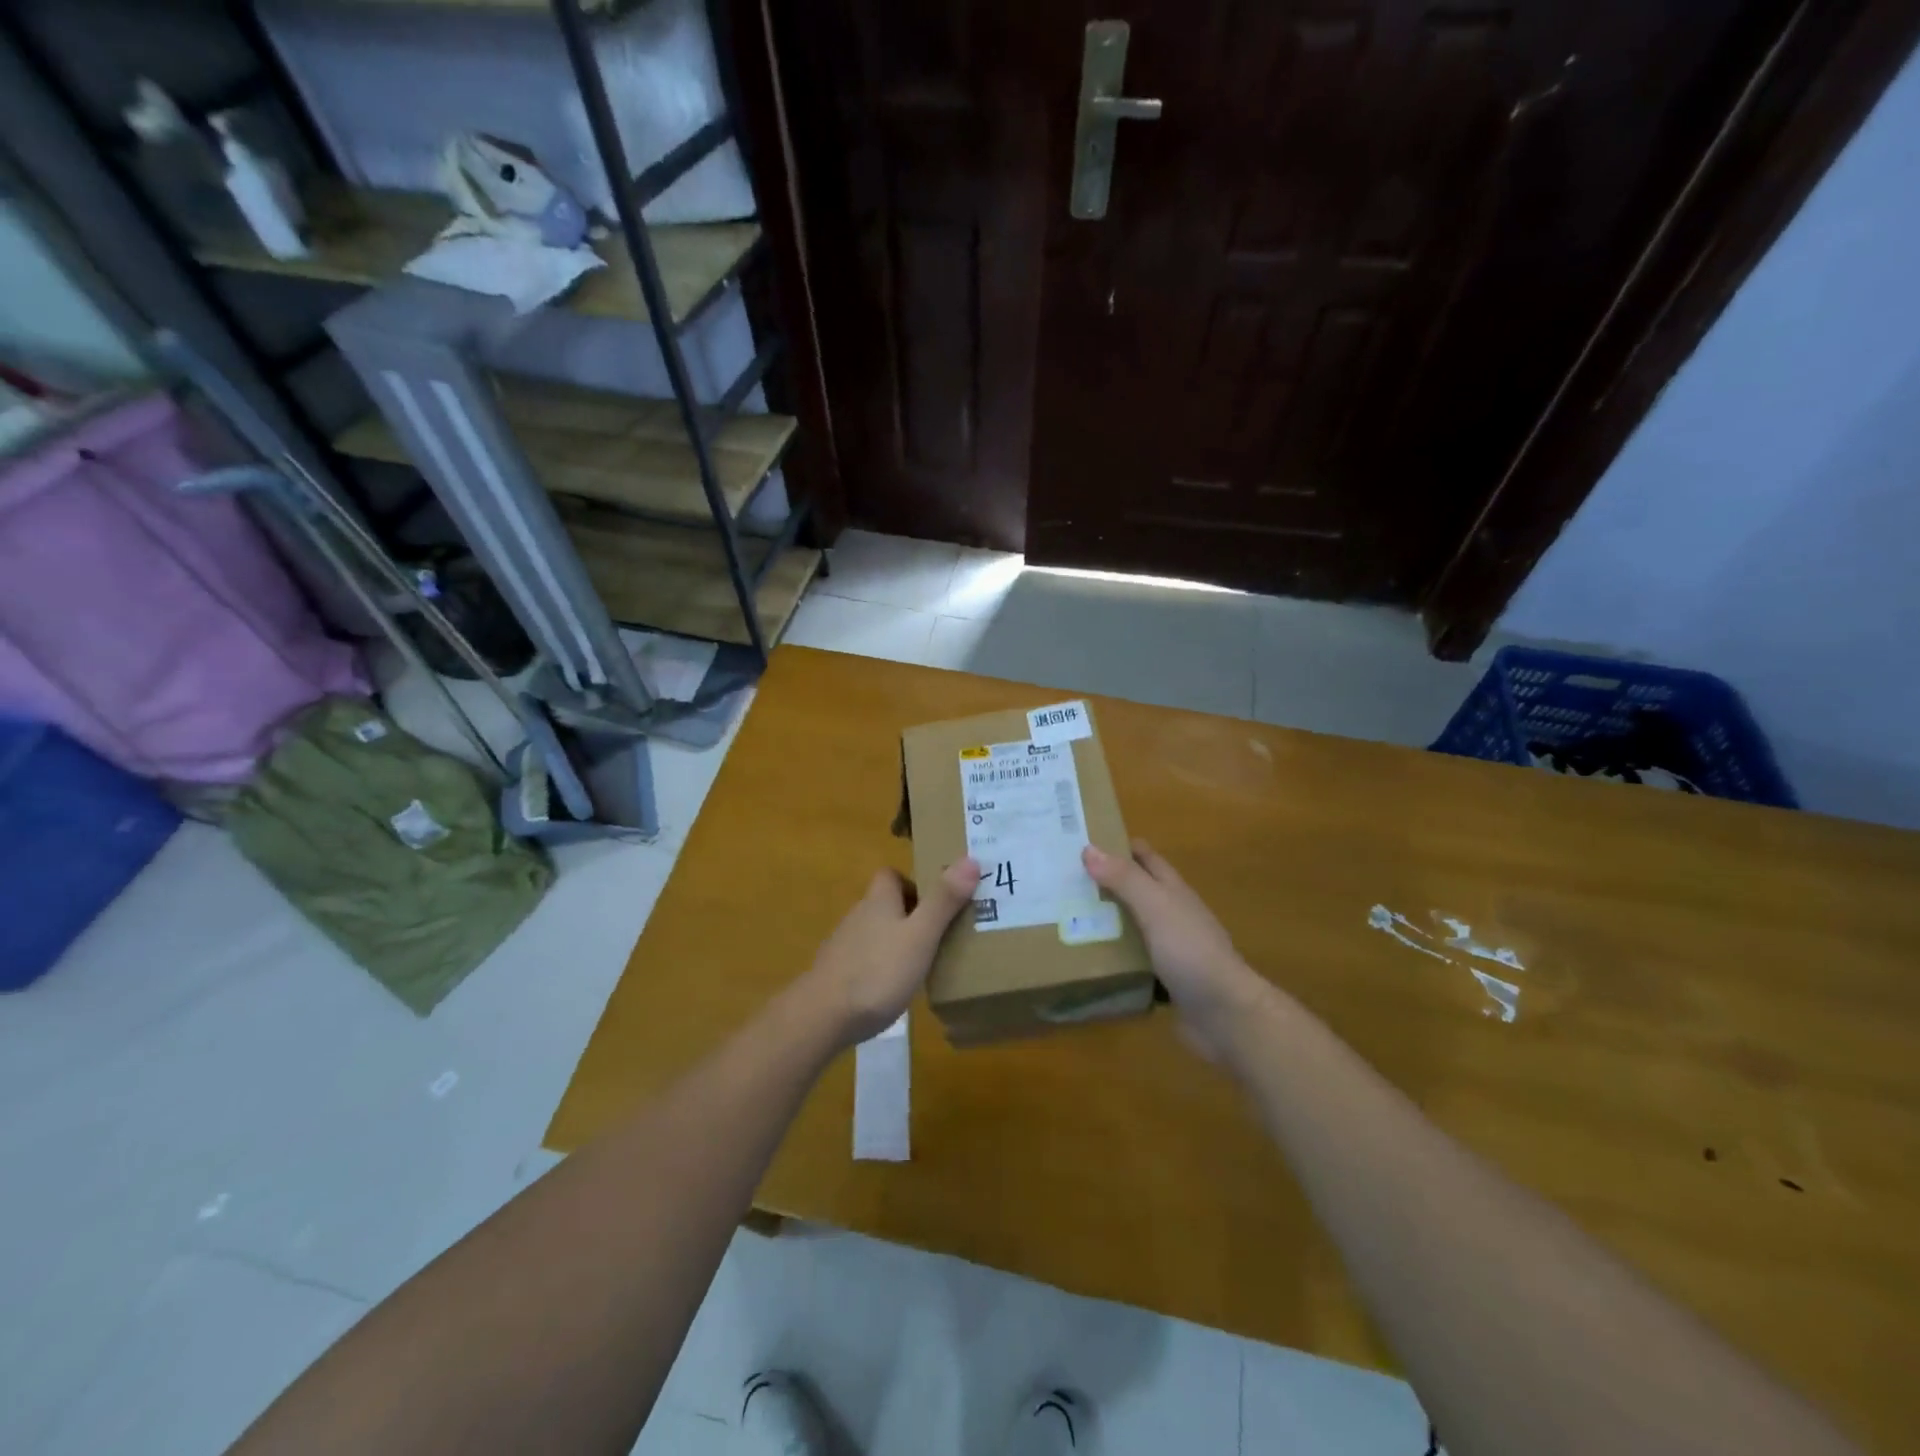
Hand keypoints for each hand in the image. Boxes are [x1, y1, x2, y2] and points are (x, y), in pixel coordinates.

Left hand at [801, 859, 981, 1045]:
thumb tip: (970, 859)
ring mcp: (845, 946)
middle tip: (941, 933)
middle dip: (911, 914)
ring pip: (877, 933)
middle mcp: (859, 916)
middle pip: (886, 904)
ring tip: (925, 963)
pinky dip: (882, 967)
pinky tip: (896, 988)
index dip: (912, 882)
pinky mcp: (838, 974)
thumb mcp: (920, 936)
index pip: (891, 875)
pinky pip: (867, 960)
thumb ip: (943, 901)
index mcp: (879, 901)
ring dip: (898, 942)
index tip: (937, 900)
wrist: (823, 1016)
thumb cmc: (878, 970)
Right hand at [1082, 839, 1265, 1059]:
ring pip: (1133, 929)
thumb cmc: (1191, 952)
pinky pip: (1133, 964)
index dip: (1121, 846)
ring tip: (1066, 920)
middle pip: (1137, 893)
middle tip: (1064, 882)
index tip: (1085, 841)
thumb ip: (1125, 879)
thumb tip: (1088, 849)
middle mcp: (1173, 917)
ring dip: (1106, 924)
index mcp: (1174, 893)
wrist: (1225, 1015)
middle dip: (1106, 885)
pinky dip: (1113, 960)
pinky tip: (1088, 962)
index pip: (1147, 859)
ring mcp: (1171, 951)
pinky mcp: (1165, 983)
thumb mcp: (1156, 907)